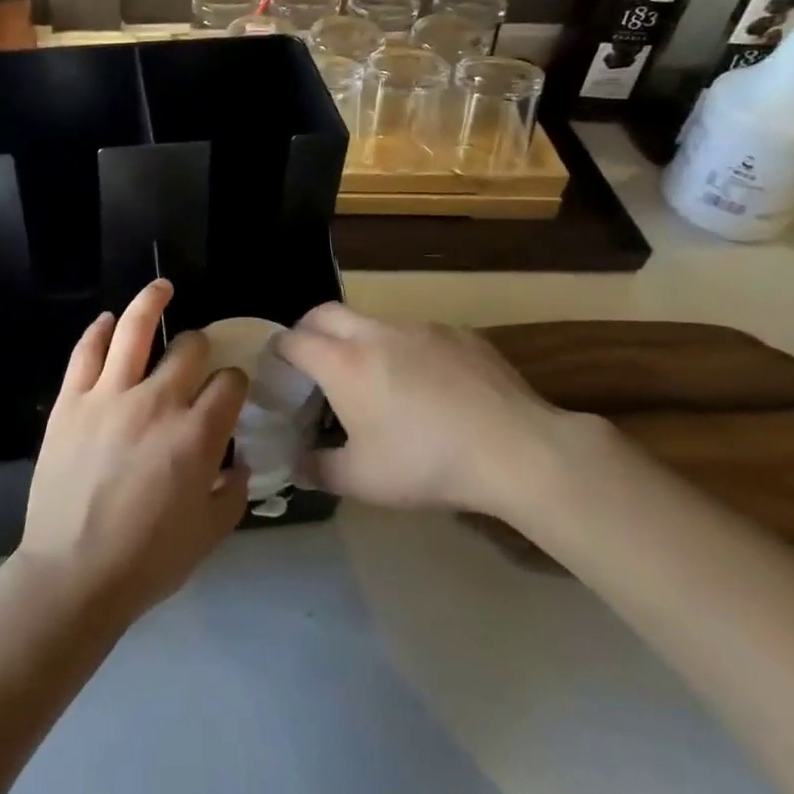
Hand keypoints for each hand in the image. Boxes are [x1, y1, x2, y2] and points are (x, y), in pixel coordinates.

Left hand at [16, 279, 249, 624]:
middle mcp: (158, 402)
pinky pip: (86, 352)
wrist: (73, 573)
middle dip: (201, 346)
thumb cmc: (148, 560)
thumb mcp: (209, 534)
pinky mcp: (71, 400)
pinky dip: (99, 330)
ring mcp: (110, 395)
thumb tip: (239, 464)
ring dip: (151, 302)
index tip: (231, 390)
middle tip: (197, 353)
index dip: (235, 381)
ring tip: (161, 287)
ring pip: (134, 330)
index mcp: (197, 434)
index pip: (229, 383)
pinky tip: (107, 320)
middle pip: (190, 349)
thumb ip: (233, 493)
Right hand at [275, 303, 571, 519]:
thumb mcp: (363, 481)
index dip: (278, 351)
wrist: (514, 448)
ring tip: (373, 376)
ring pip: (372, 319)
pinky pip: (415, 331)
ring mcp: (418, 327)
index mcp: (343, 363)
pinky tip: (426, 383)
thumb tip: (296, 467)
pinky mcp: (456, 332)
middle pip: (325, 313)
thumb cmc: (426, 463)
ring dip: (359, 338)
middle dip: (310, 330)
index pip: (293, 339)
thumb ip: (320, 470)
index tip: (279, 368)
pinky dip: (404, 348)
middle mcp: (374, 332)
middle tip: (314, 361)